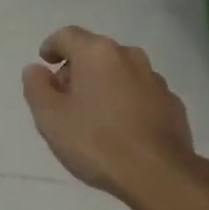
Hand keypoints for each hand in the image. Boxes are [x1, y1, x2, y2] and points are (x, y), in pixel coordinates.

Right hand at [21, 27, 207, 199]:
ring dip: (104, 85)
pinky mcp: (172, 103)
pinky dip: (126, 102)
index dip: (51, 47)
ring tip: (94, 116)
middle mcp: (129, 56)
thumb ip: (37, 88)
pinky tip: (121, 129)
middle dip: (77, 70)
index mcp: (97, 53)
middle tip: (64, 99)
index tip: (45, 63)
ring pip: (120, 73)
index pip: (67, 35)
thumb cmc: (96, 142)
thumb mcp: (50, 118)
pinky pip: (140, 94)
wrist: (157, 174)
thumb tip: (36, 69)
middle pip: (95, 53)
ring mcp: (155, 79)